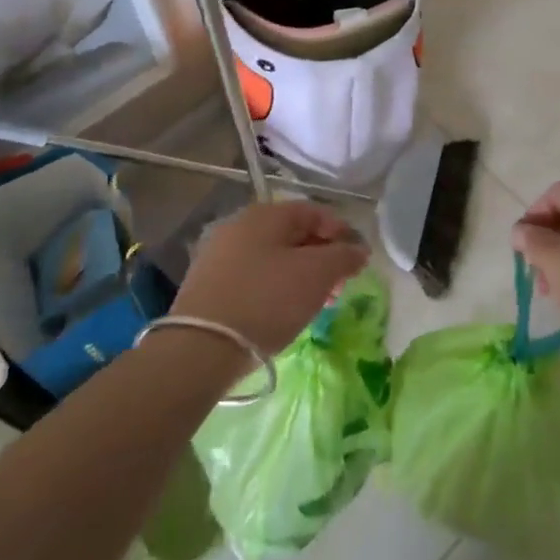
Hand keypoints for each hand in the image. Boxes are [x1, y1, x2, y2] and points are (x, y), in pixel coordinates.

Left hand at [172, 200, 368, 356]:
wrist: (201, 348)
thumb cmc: (267, 300)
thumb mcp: (316, 275)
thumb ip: (343, 257)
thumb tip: (358, 250)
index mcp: (265, 214)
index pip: (314, 212)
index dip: (342, 232)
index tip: (358, 261)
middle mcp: (239, 225)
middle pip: (293, 234)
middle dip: (322, 257)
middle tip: (339, 287)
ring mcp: (220, 254)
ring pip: (273, 257)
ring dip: (301, 275)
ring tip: (316, 304)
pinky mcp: (208, 284)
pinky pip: (254, 277)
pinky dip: (276, 288)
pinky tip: (284, 312)